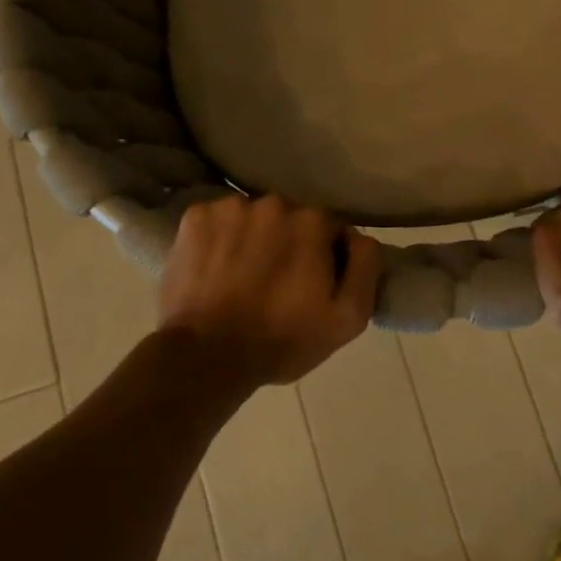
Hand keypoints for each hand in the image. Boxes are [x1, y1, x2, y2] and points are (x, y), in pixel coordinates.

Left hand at [157, 195, 381, 387]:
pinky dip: (219, 239)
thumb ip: (365, 267)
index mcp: (312, 221)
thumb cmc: (282, 341)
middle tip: (277, 285)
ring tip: (243, 279)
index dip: (325, 258)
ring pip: (253, 218)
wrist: (205, 358)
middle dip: (288, 244)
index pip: (330, 229)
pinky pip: (218, 221)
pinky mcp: (194, 218)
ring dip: (253, 240)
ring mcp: (229, 207)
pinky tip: (216, 270)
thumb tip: (359, 237)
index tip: (312, 286)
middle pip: (290, 219)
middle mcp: (273, 202)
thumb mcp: (348, 318)